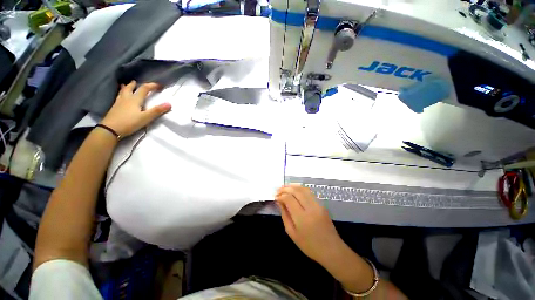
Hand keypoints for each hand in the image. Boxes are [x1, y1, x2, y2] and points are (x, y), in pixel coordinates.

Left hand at [101, 81, 171, 137]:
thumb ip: (157, 110)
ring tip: (125, 85)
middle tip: (136, 82)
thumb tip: (169, 104)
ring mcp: (119, 103)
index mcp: (135, 99)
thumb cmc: (130, 122)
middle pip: (130, 88)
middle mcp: (126, 98)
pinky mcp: (114, 108)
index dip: (151, 86)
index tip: (158, 85)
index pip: (144, 89)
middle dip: (134, 85)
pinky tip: (120, 98)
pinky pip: (118, 97)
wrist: (111, 129)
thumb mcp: (146, 117)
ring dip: (125, 88)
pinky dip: (120, 94)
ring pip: (122, 92)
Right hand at [275, 185, 345, 264]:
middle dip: (285, 188)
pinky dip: (300, 189)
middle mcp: (311, 208)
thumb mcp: (292, 233)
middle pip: (296, 191)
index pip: (289, 199)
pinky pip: (309, 192)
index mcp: (302, 218)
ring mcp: (318, 205)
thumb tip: (279, 202)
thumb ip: (285, 215)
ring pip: (303, 189)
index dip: (280, 196)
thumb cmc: (309, 245)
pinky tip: (294, 190)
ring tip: (285, 188)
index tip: (275, 197)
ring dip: (293, 186)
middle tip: (278, 190)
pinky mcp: (322, 204)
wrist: (331, 250)